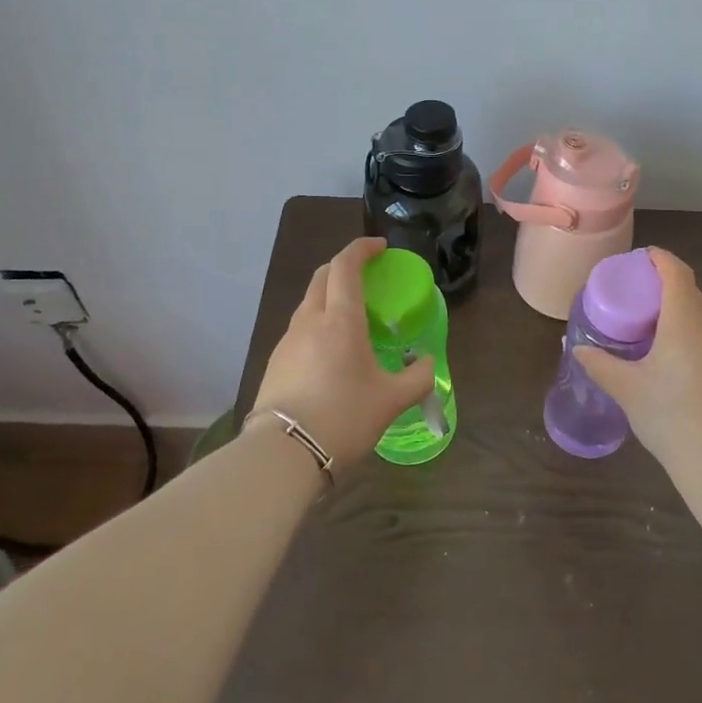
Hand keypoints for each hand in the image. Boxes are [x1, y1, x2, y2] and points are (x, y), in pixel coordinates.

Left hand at [250, 237, 436, 466]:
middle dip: (345, 266)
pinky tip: (330, 351)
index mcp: (340, 319)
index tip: (381, 248)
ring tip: (352, 317)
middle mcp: (310, 320)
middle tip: (368, 276)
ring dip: (330, 295)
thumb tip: (426, 363)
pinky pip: (299, 328)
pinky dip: (318, 323)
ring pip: (309, 302)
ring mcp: (287, 341)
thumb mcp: (392, 400)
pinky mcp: (275, 363)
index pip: (346, 264)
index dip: (362, 248)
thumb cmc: (343, 417)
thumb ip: (417, 377)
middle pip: (322, 276)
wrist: (283, 454)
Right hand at [574, 248, 701, 483]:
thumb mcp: (627, 389)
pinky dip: (690, 329)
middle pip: (690, 291)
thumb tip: (578, 349)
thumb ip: (601, 365)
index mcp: (684, 323)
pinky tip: (673, 354)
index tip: (643, 257)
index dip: (661, 259)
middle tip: (638, 290)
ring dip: (679, 308)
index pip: (677, 274)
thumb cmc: (670, 417)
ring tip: (652, 322)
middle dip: (666, 283)